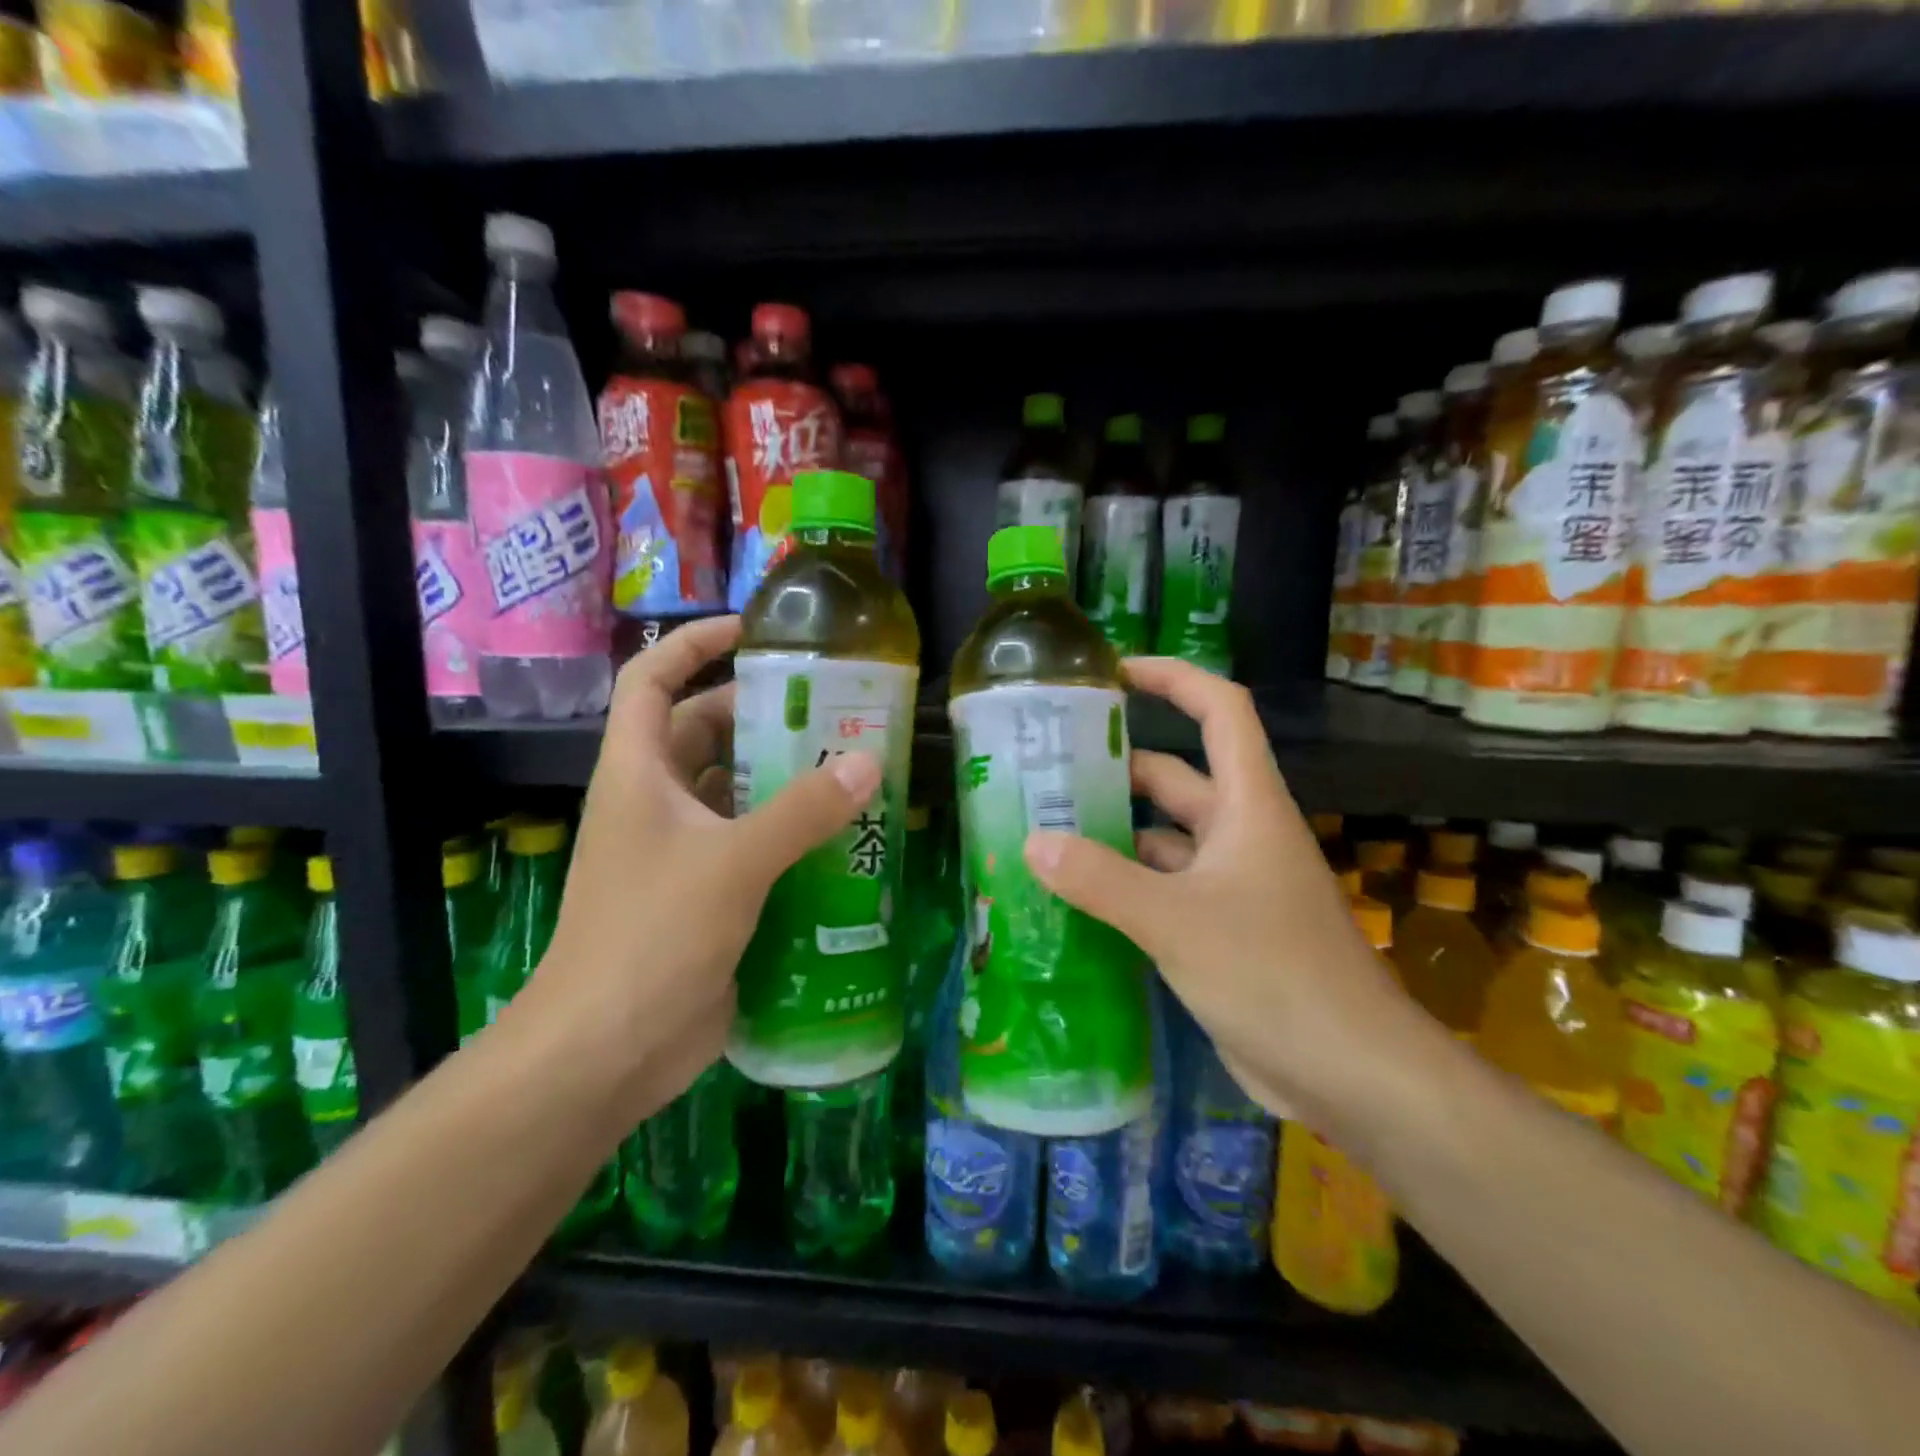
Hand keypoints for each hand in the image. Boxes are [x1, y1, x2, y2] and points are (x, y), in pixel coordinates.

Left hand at [519, 616, 881, 1122]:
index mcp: (639, 773)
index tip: (751, 631)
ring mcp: (680, 852)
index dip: (692, 644)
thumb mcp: (733, 862)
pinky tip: (842, 837)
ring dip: (783, 779)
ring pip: (735, 793)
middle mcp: (656, 803)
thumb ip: (802, 811)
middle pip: (705, 734)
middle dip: (761, 716)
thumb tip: (868, 762)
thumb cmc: (652, 935)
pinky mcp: (707, 895)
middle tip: (831, 711)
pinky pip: (752, 845)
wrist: (607, 1050)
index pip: (652, 680)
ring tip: (851, 767)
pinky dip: (789, 835)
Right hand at [1021, 658, 1403, 1123]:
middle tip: (1046, 769)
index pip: (1219, 711)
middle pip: (1175, 777)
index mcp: (1248, 806)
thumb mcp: (1178, 921)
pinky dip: (1123, 887)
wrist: (1353, 1075)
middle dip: (1117, 767)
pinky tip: (1075, 898)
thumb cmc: (1276, 975)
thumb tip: (1032, 842)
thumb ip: (1102, 881)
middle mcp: (1240, 834)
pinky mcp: (1220, 931)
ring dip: (1112, 834)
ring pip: (1163, 840)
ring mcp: (1231, 885)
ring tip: (1044, 832)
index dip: (1173, 678)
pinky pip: (1162, 890)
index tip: (1115, 672)